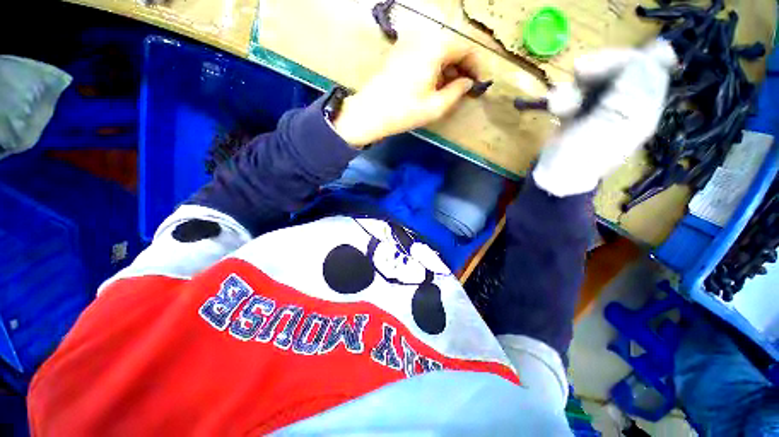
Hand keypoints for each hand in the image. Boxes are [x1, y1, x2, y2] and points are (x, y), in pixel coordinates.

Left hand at [332, 30, 476, 147]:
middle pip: (451, 46)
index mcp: (435, 47)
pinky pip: (424, 53)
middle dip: (461, 66)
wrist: (370, 112)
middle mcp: (423, 37)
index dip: (475, 66)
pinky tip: (432, 83)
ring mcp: (408, 42)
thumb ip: (457, 92)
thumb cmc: (404, 111)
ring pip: (437, 49)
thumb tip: (468, 82)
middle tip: (464, 88)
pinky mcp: (399, 51)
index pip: (465, 48)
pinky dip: (433, 65)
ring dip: (447, 67)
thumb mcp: (436, 107)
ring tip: (448, 89)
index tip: (478, 82)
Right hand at [532, 40, 676, 196]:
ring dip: (576, 86)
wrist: (553, 179)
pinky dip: (566, 97)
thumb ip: (632, 92)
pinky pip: (581, 94)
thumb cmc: (578, 157)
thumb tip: (657, 51)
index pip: (649, 67)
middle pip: (625, 68)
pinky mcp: (585, 113)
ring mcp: (605, 109)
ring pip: (599, 79)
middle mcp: (629, 106)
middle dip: (599, 67)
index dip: (625, 58)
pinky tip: (557, 110)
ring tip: (559, 104)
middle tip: (576, 73)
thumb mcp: (607, 126)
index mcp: (643, 109)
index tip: (594, 66)